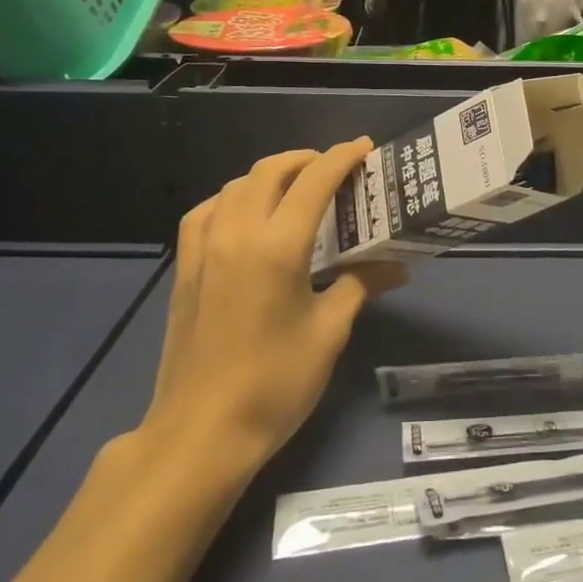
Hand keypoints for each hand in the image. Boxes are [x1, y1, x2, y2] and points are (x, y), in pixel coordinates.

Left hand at [138, 140, 405, 468]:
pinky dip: (231, 199)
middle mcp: (237, 234)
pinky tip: (244, 217)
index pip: (314, 181)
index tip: (365, 148)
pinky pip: (206, 212)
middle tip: (335, 168)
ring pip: (235, 186)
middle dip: (305, 159)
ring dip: (269, 175)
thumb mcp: (329, 332)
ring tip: (295, 188)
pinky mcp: (184, 269)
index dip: (342, 158)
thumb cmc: (275, 384)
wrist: (200, 433)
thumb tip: (398, 264)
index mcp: (278, 247)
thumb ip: (361, 284)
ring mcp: (204, 250)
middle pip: (270, 171)